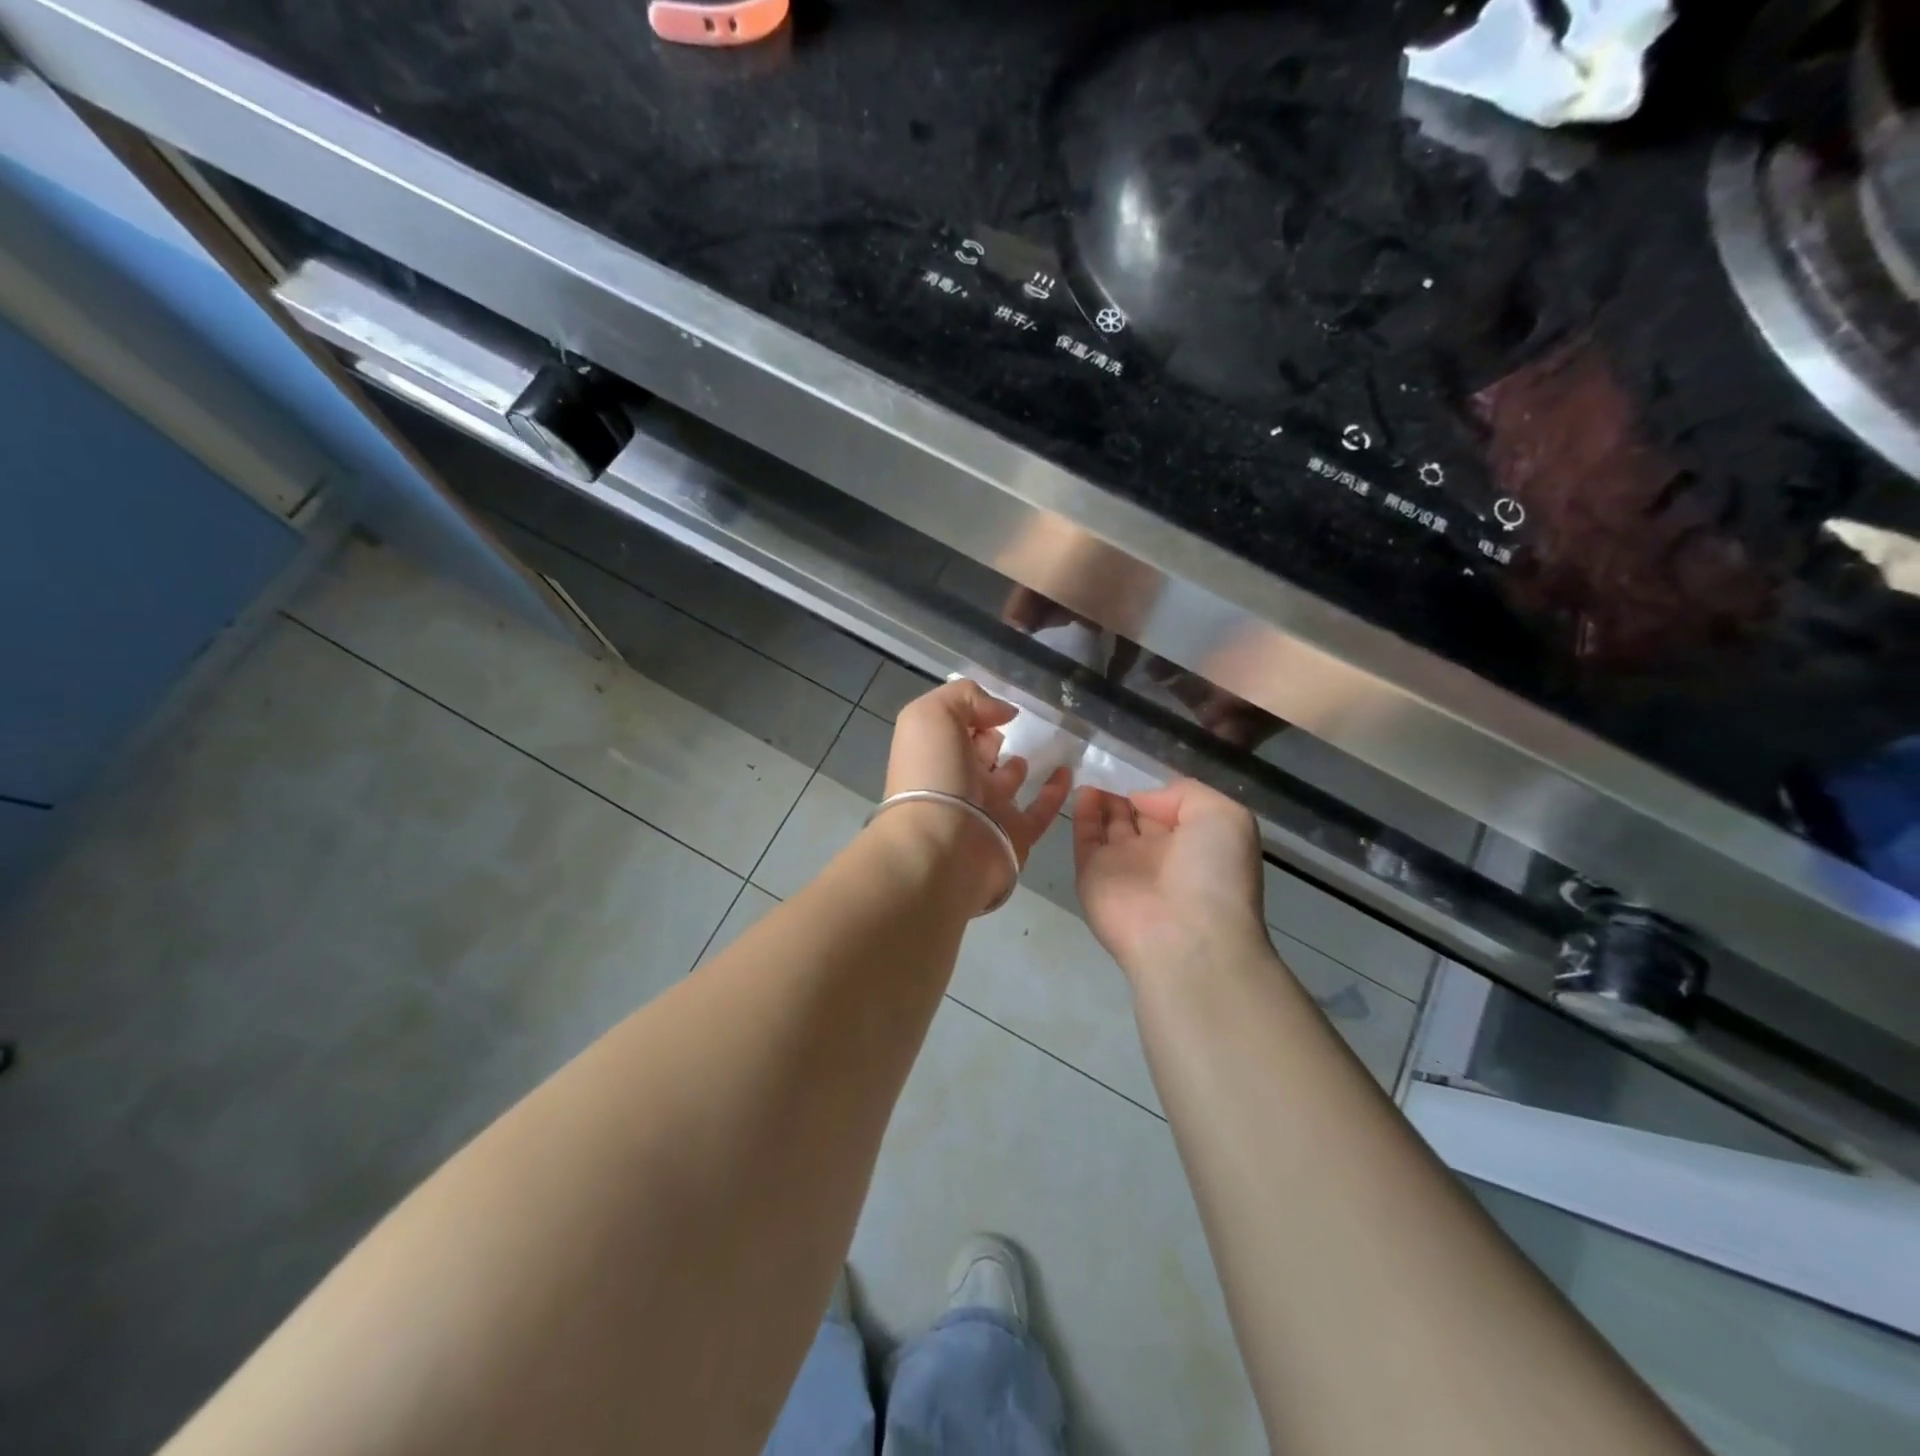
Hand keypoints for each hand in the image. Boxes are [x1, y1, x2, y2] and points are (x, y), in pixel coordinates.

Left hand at [883, 679, 1071, 911]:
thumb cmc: (931, 775)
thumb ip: (966, 698)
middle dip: (993, 737)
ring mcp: (987, 809)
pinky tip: (1068, 772)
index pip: (955, 726)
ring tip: (1046, 745)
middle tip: (1020, 724)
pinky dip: (1055, 792)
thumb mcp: (932, 716)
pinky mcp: (1016, 834)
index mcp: (935, 752)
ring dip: (1020, 765)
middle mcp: (957, 779)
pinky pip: (1040, 809)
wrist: (942, 849)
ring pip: (1008, 782)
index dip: (972, 712)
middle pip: (978, 753)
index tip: (996, 706)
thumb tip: (1004, 711)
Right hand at [1073, 779, 1270, 980]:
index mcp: (1195, 842)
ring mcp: (1124, 865)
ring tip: (1094, 768)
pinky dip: (1082, 812)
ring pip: (1110, 824)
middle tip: (1110, 761)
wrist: (1184, 936)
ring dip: (1102, 798)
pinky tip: (1083, 787)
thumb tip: (1143, 798)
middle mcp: (1159, 854)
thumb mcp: (1225, 817)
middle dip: (1127, 791)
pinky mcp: (1091, 874)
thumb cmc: (1214, 874)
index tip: (1142, 762)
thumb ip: (1186, 793)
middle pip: (1138, 815)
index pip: (1172, 808)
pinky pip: (1085, 837)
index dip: (1158, 788)